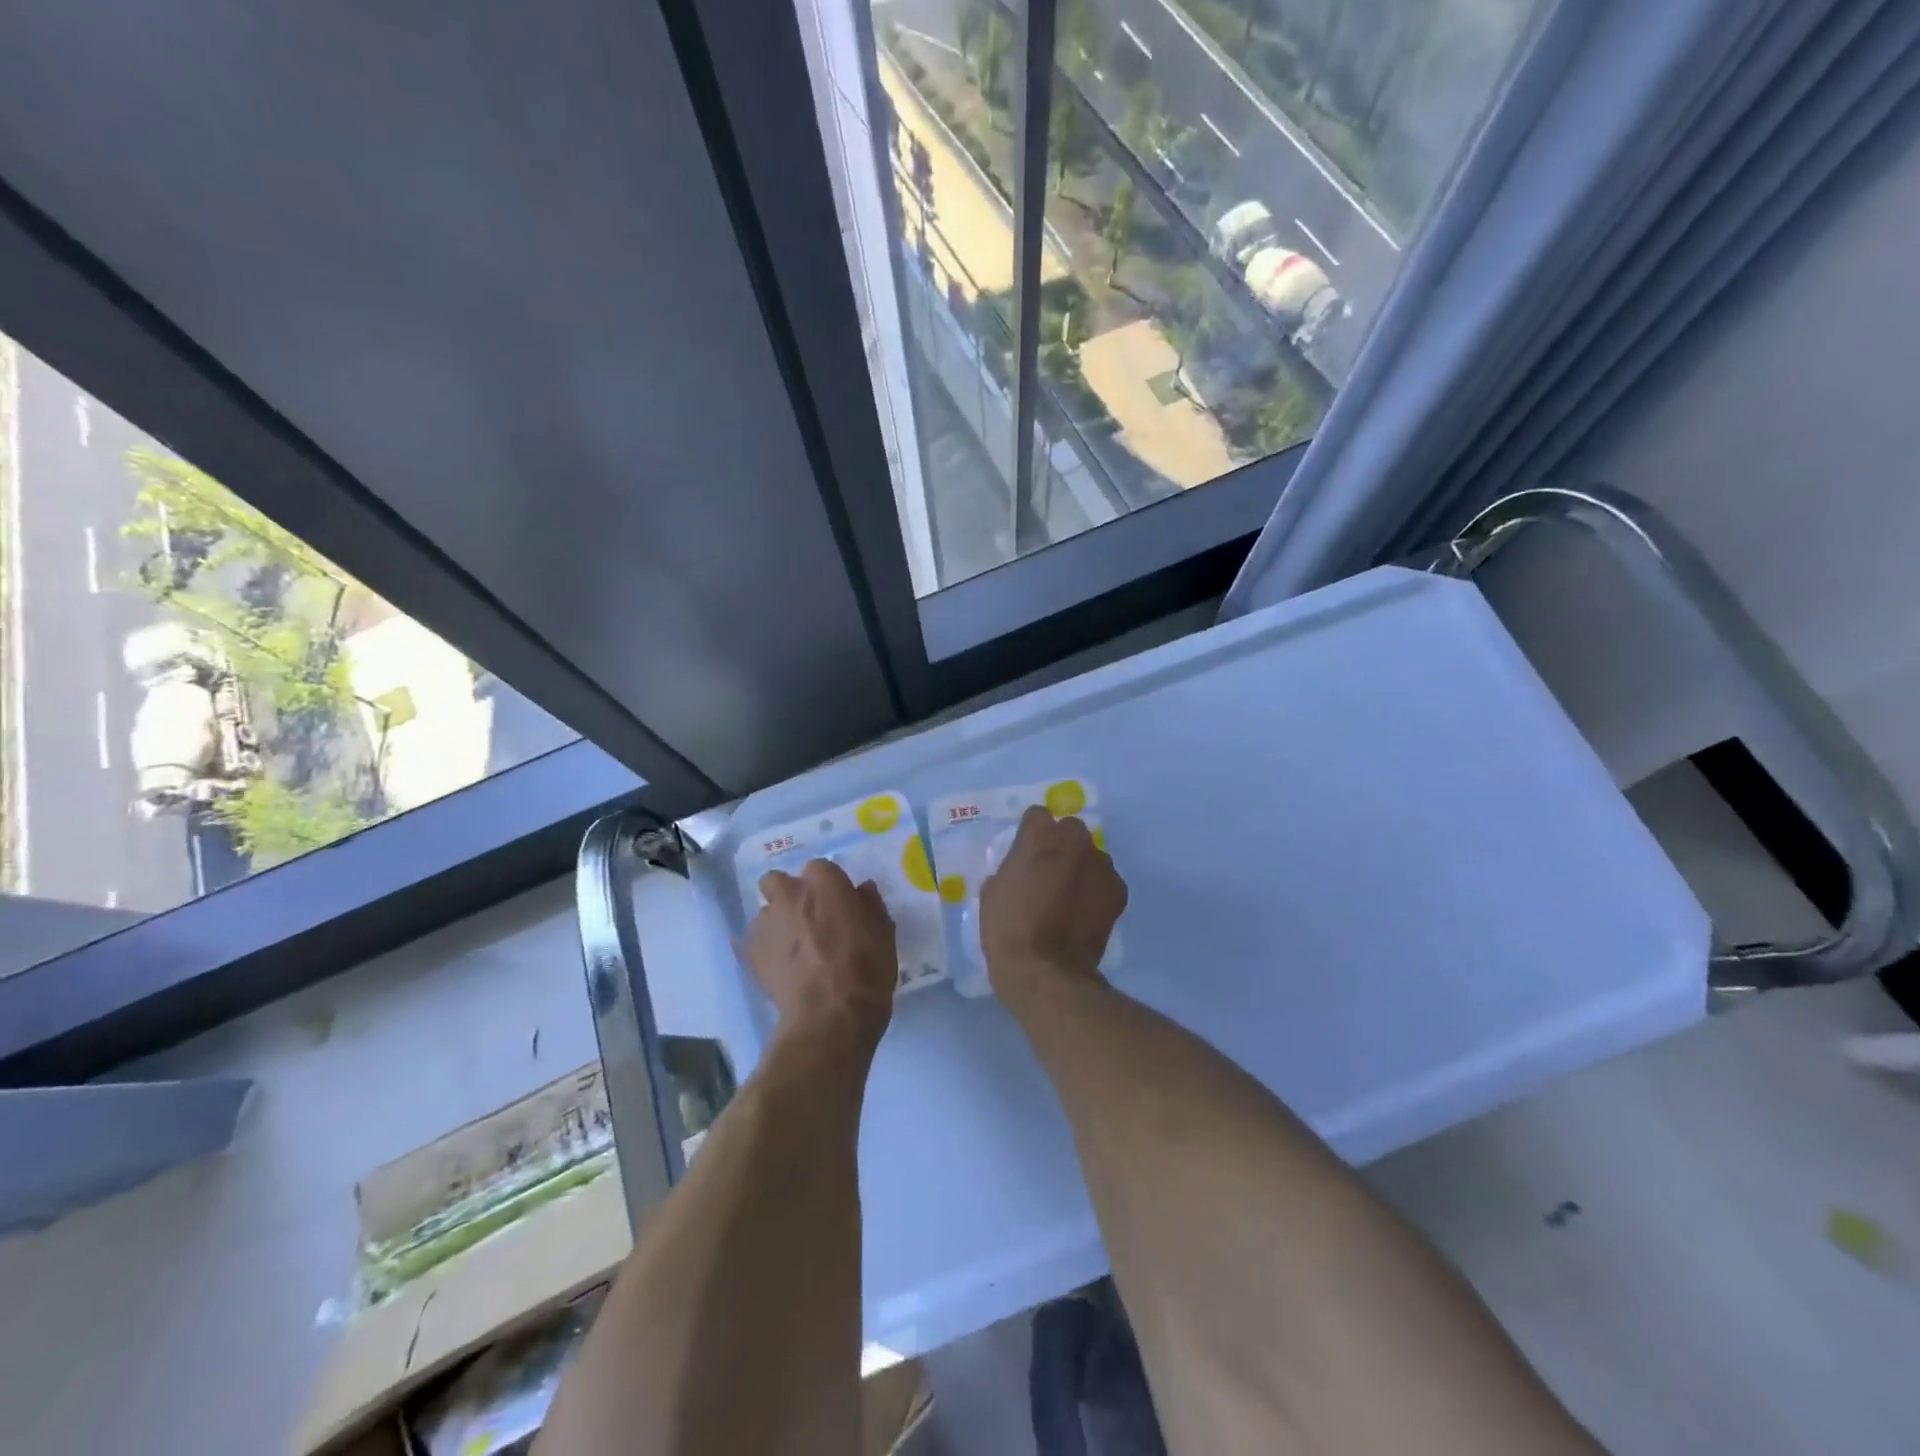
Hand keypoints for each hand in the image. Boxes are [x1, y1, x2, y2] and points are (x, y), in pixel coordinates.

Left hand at [745, 859, 896, 1042]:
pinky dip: (768, 951)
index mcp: (824, 883)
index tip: (840, 906)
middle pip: (779, 881)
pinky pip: (757, 942)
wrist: (830, 1016)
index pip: (822, 869)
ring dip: (779, 924)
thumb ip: (871, 906)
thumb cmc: (866, 970)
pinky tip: (784, 970)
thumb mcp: (883, 935)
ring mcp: (766, 922)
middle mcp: (789, 894)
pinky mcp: (750, 952)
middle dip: (790, 895)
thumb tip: (863, 891)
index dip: (830, 887)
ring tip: (796, 952)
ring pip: (767, 912)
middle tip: (809, 920)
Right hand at [980, 806, 1126, 1004]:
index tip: (1026, 853)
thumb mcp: (993, 891)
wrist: (1045, 970)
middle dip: (1061, 845)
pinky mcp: (1118, 890)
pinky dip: (1097, 891)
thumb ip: (1011, 868)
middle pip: (1070, 830)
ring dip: (1082, 868)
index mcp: (1039, 834)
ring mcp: (1100, 864)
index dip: (1031, 834)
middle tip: (1050, 873)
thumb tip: (1022, 869)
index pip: (1037, 815)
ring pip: (1091, 856)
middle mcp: (1074, 840)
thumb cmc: (1008, 928)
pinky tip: (1085, 913)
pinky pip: (1106, 881)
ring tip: (1070, 897)